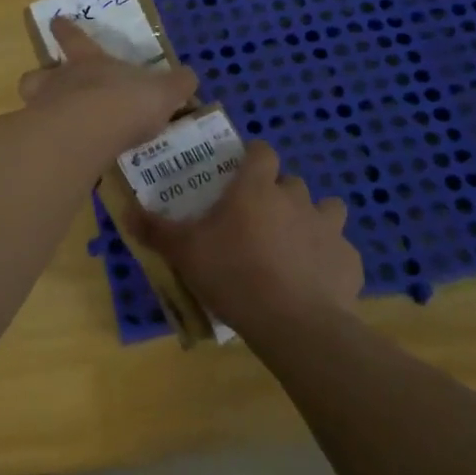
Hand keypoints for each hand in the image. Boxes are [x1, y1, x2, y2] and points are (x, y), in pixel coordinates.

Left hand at [19, 16, 198, 155]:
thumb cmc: (128, 101)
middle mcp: (61, 80)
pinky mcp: (40, 138)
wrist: (92, 131)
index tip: (56, 20)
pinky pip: (39, 136)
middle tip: (47, 86)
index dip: (67, 29)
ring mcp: (44, 108)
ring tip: (52, 123)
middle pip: (39, 73)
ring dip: (39, 108)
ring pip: (30, 100)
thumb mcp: (164, 90)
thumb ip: (176, 84)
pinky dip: (48, 141)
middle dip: (41, 77)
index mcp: (90, 62)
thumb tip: (189, 77)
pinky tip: (62, 154)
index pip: (74, 38)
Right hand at [129, 141, 362, 339]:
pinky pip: (340, 250)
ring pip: (326, 210)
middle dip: (278, 195)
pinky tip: (314, 281)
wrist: (293, 323)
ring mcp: (328, 228)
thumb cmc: (233, 274)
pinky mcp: (349, 260)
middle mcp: (296, 198)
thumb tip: (126, 212)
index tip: (240, 174)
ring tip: (293, 246)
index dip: (252, 158)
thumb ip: (156, 230)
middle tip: (257, 221)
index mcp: (257, 188)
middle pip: (291, 182)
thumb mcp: (184, 253)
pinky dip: (328, 259)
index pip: (261, 151)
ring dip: (311, 220)